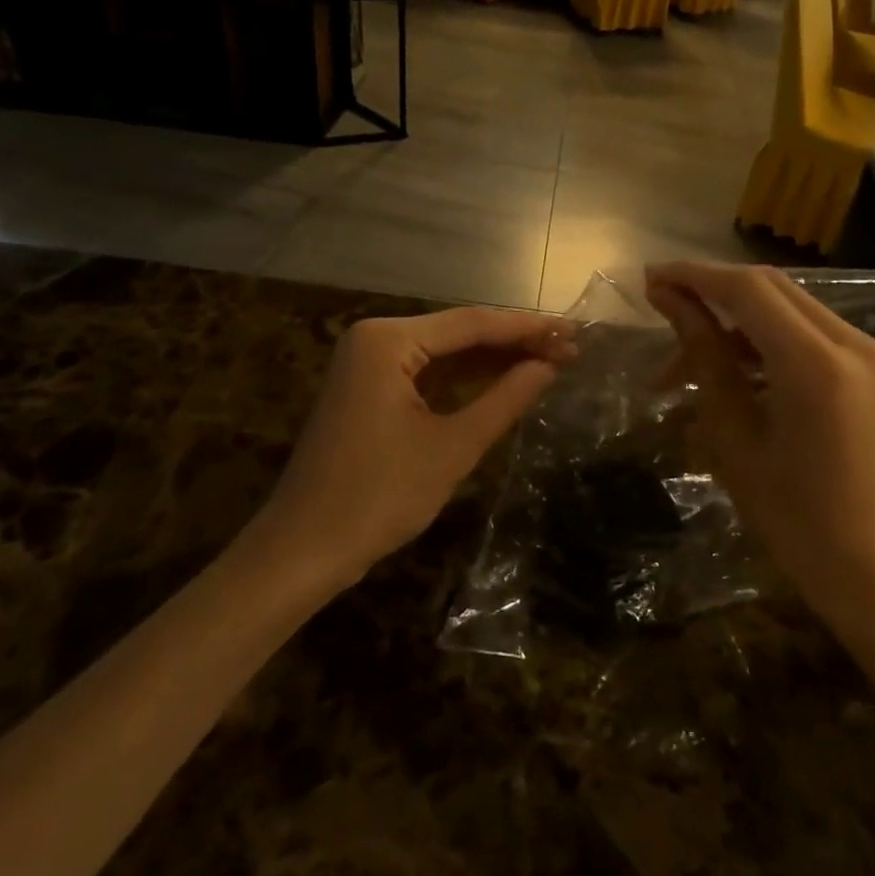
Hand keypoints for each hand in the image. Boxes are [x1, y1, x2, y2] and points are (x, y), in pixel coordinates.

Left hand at [260, 307, 573, 581]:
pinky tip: (504, 381)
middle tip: (569, 349)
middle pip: (458, 333)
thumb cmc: (377, 497)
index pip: (471, 324)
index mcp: (388, 340)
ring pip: (444, 353)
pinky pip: (426, 374)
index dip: (526, 328)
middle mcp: (375, 339)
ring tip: (549, 361)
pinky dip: (464, 380)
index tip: (572, 332)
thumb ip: (504, 400)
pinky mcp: (369, 389)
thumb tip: (549, 367)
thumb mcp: (452, 447)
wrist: (302, 552)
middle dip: (512, 343)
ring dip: (492, 360)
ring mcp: (368, 364)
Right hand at [645, 262, 874, 623]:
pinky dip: (764, 334)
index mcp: (816, 364)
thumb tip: (668, 299)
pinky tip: (730, 362)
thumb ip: (704, 355)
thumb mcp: (733, 433)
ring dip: (735, 314)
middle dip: (711, 287)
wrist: (870, 567)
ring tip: (686, 352)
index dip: (695, 276)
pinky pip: (806, 329)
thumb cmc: (791, 515)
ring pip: (787, 303)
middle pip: (770, 286)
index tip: (650, 278)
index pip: (748, 290)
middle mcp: (851, 343)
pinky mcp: (869, 365)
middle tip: (661, 301)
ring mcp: (867, 352)